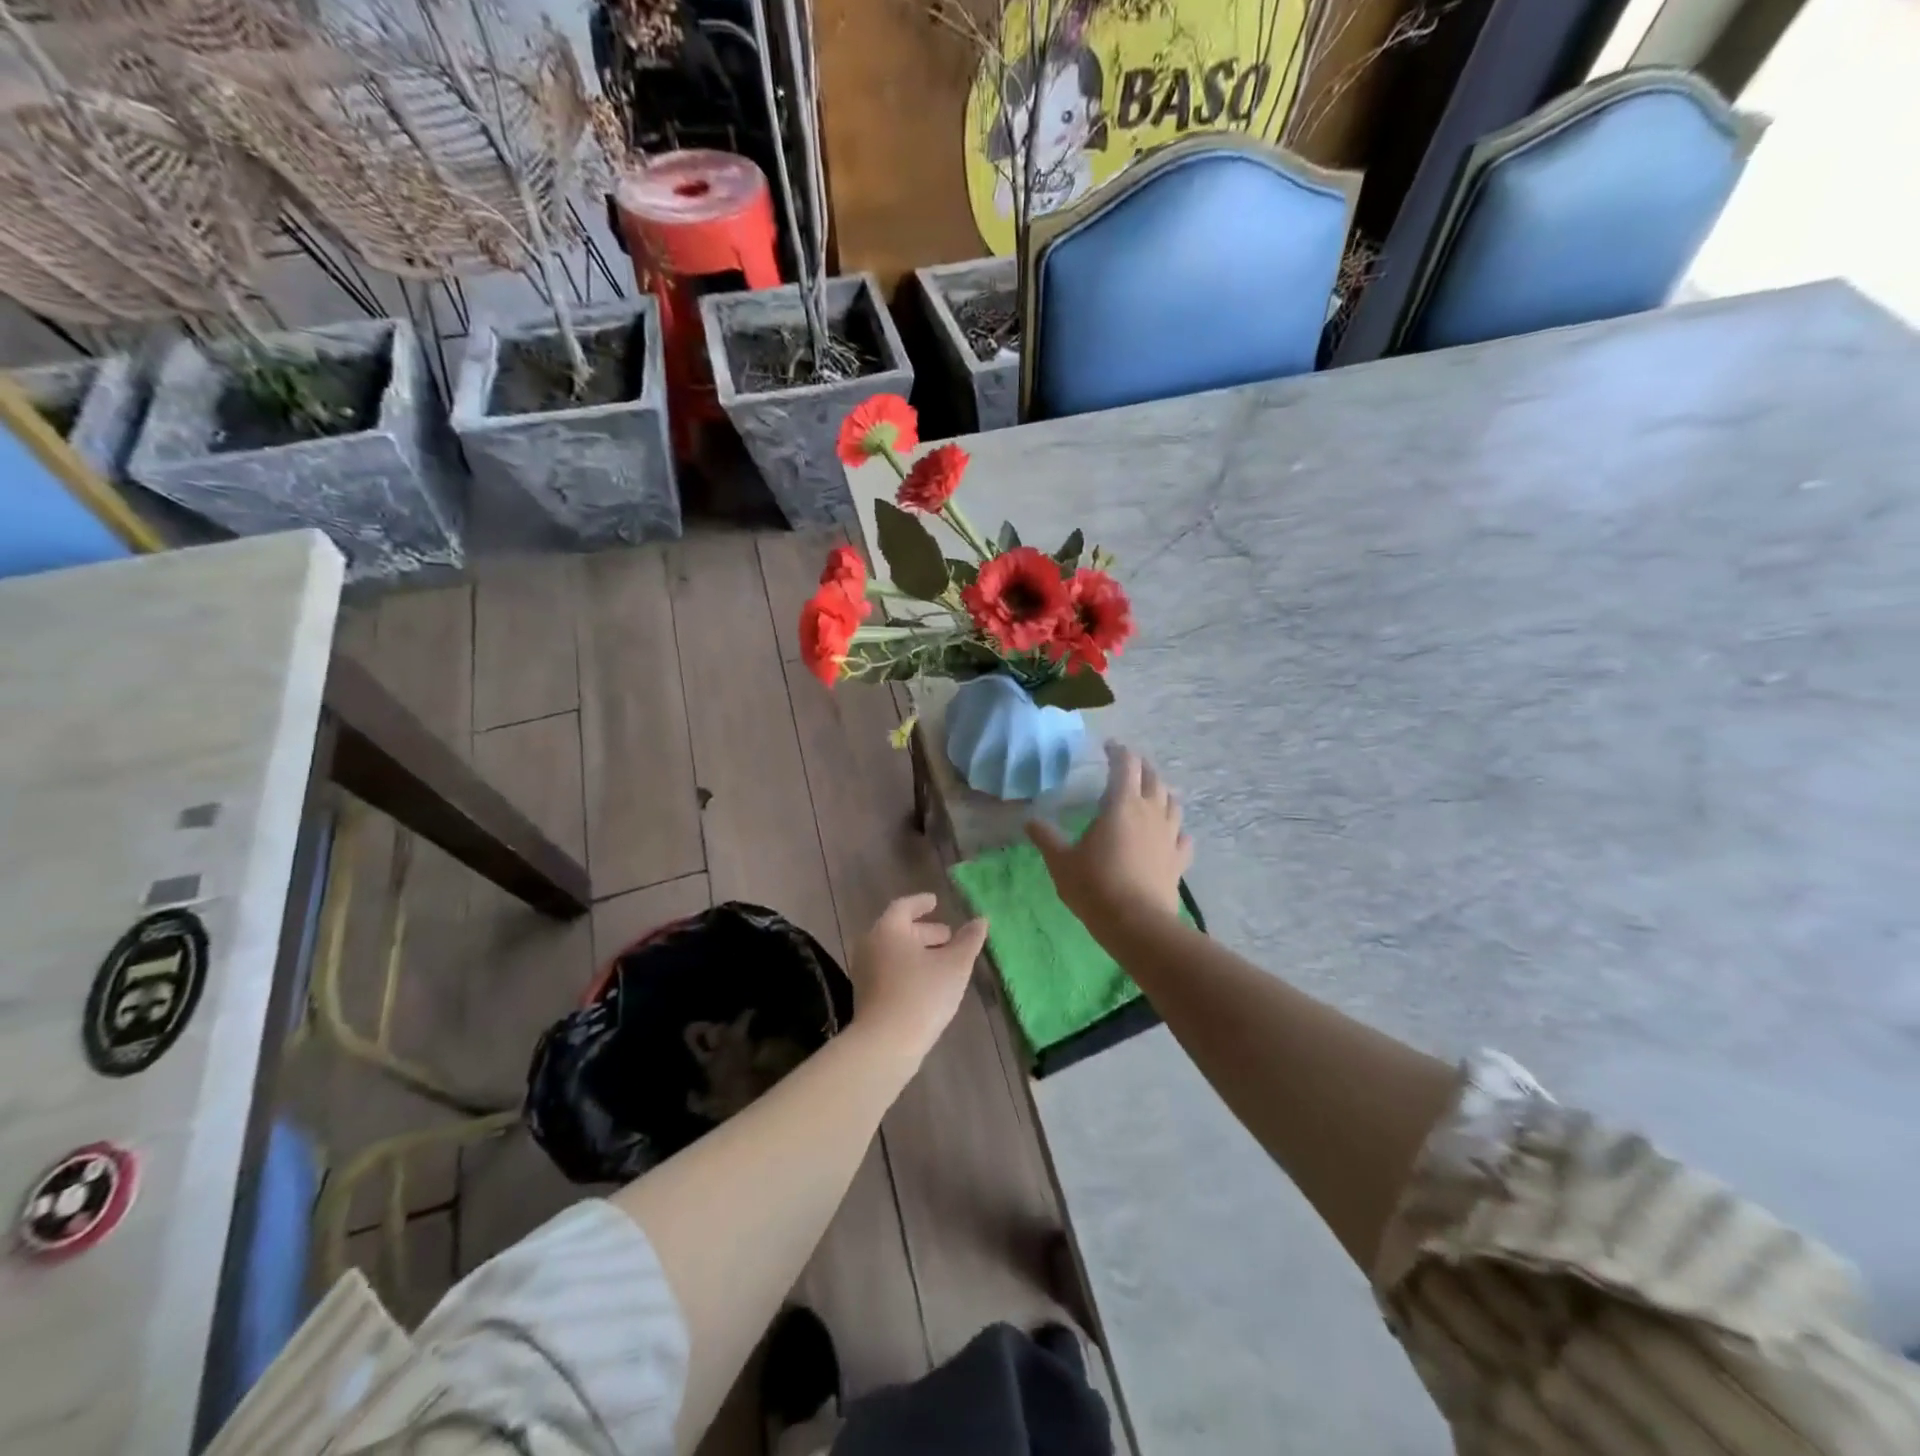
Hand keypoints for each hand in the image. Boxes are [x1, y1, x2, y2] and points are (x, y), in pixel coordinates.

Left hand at [849, 893, 988, 1062]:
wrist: (885, 1044)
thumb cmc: (922, 995)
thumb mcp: (954, 965)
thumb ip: (968, 941)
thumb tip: (980, 920)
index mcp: (888, 930)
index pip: (903, 907)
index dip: (921, 903)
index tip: (936, 902)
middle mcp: (870, 945)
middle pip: (898, 930)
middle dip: (925, 931)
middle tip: (948, 936)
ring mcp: (864, 971)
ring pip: (893, 952)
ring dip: (917, 952)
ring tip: (943, 960)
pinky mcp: (865, 995)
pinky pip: (888, 970)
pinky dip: (907, 967)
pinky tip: (927, 982)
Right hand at [1027, 742, 1192, 928]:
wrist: (1137, 924)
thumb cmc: (1095, 886)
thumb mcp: (1061, 861)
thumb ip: (1045, 837)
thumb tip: (1029, 820)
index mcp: (1121, 804)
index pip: (1125, 764)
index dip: (1118, 751)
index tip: (1108, 747)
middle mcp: (1150, 812)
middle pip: (1152, 778)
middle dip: (1141, 767)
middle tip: (1128, 766)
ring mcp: (1169, 835)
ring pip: (1172, 802)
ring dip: (1162, 792)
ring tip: (1152, 793)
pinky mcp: (1179, 859)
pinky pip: (1182, 836)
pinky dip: (1176, 828)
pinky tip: (1171, 833)